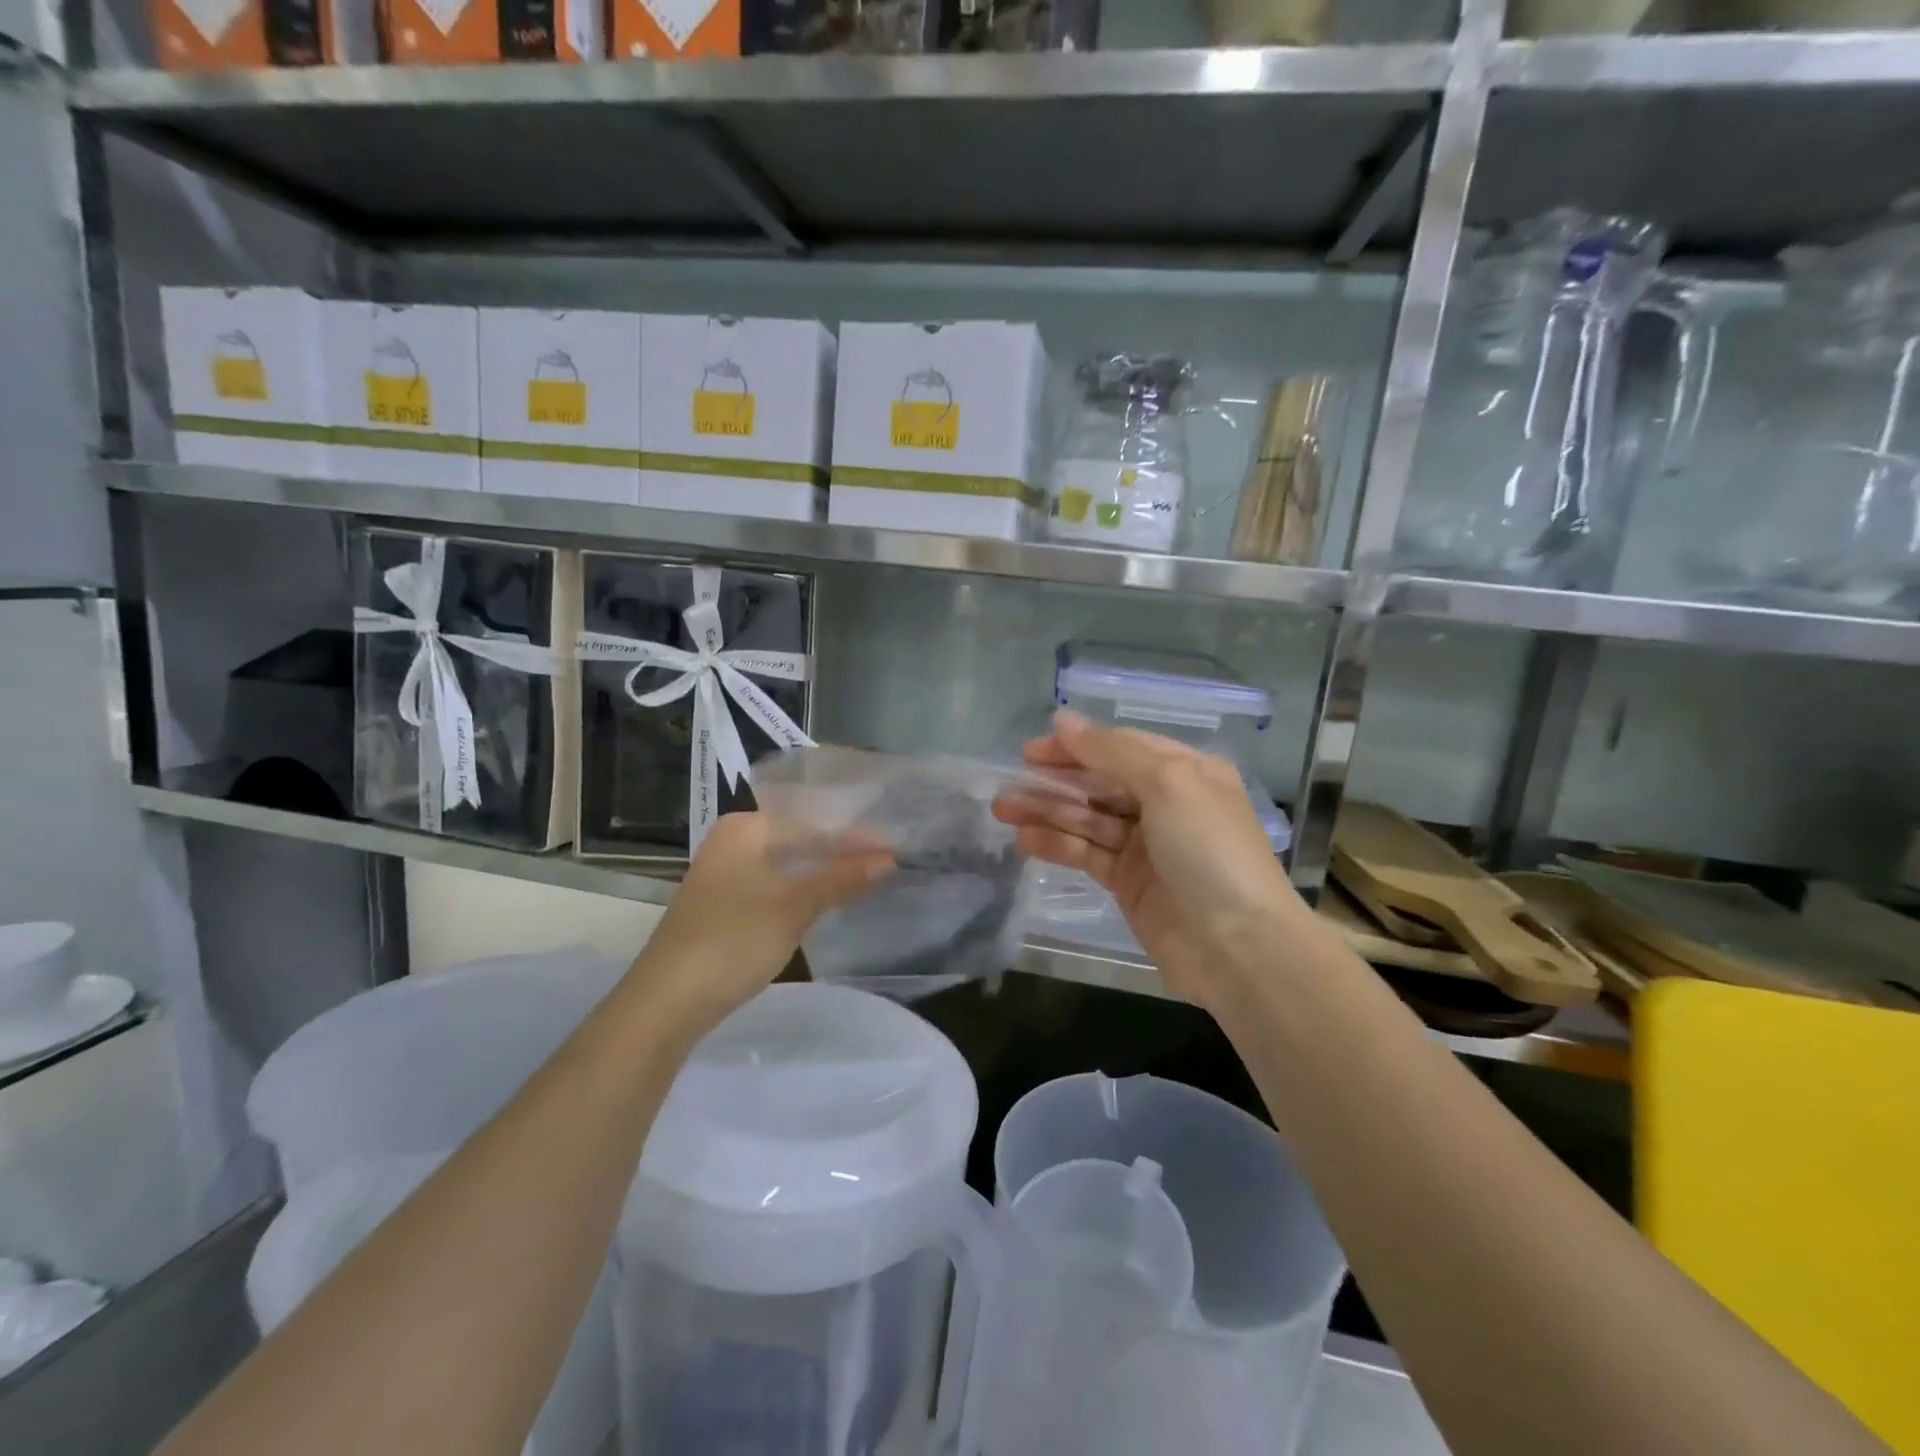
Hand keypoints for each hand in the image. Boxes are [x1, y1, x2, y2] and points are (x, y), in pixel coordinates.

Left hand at [628, 811, 893, 1034]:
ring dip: (825, 872)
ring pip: (788, 863)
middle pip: (799, 839)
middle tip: (887, 861)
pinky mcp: (725, 904)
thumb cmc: (733, 941)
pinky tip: (829, 898)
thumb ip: (841, 879)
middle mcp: (733, 842)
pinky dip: (804, 889)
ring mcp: (726, 874)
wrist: (666, 1002)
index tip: (893, 846)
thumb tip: (889, 860)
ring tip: (868, 876)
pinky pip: (776, 884)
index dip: (854, 835)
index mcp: (745, 829)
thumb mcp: (794, 907)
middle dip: (841, 852)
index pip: (812, 821)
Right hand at [993, 711, 1304, 1007]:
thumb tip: (1064, 720)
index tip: (1031, 750)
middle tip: (1008, 782)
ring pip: (1087, 819)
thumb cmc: (1209, 851)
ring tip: (1003, 808)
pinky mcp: (1128, 883)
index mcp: (1185, 772)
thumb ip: (1111, 751)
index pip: (1120, 747)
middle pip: (1099, 782)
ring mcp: (1145, 846)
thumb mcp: (1168, 784)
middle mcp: (1165, 804)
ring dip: (1047, 812)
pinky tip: (1024, 839)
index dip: (1076, 745)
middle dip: (1055, 780)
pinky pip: (1086, 854)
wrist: (1238, 947)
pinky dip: (1057, 845)